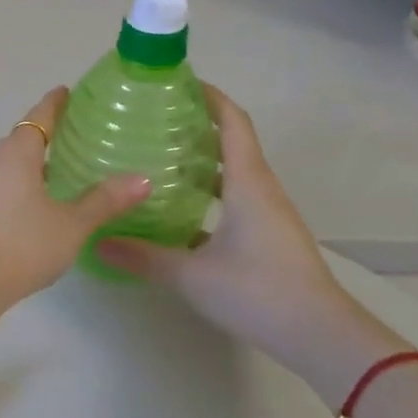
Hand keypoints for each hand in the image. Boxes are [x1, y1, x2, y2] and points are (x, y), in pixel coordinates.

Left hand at [0, 87, 149, 308]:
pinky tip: (39, 201)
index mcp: (18, 153)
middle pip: (22, 137)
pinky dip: (23, 181)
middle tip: (73, 132)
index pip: (38, 117)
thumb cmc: (24, 242)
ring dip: (33, 160)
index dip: (53, 104)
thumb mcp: (72, 223)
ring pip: (11, 162)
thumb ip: (105, 200)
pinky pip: (3, 182)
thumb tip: (143, 179)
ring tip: (61, 167)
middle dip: (45, 132)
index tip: (65, 92)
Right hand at [97, 85, 398, 395]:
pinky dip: (208, 190)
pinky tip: (178, 207)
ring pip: (232, 171)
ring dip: (201, 158)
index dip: (209, 96)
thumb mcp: (191, 275)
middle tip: (152, 118)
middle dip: (196, 124)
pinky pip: (235, 197)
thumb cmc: (258, 291)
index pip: (232, 122)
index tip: (177, 81)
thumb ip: (142, 256)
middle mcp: (260, 188)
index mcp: (247, 182)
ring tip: (158, 156)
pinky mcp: (267, 236)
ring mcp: (267, 213)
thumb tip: (96, 240)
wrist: (321, 336)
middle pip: (231, 141)